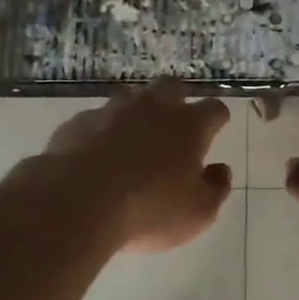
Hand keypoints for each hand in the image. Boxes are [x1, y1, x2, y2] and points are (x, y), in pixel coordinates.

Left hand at [34, 81, 233, 253]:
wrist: (78, 202)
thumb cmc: (150, 209)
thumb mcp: (198, 212)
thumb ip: (216, 188)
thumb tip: (220, 169)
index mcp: (189, 126)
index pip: (214, 109)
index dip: (217, 119)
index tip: (216, 129)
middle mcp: (152, 108)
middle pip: (171, 86)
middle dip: (177, 100)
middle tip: (175, 126)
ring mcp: (111, 111)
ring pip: (131, 96)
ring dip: (137, 111)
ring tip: (134, 138)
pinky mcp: (78, 123)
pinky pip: (96, 119)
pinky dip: (102, 131)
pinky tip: (96, 154)